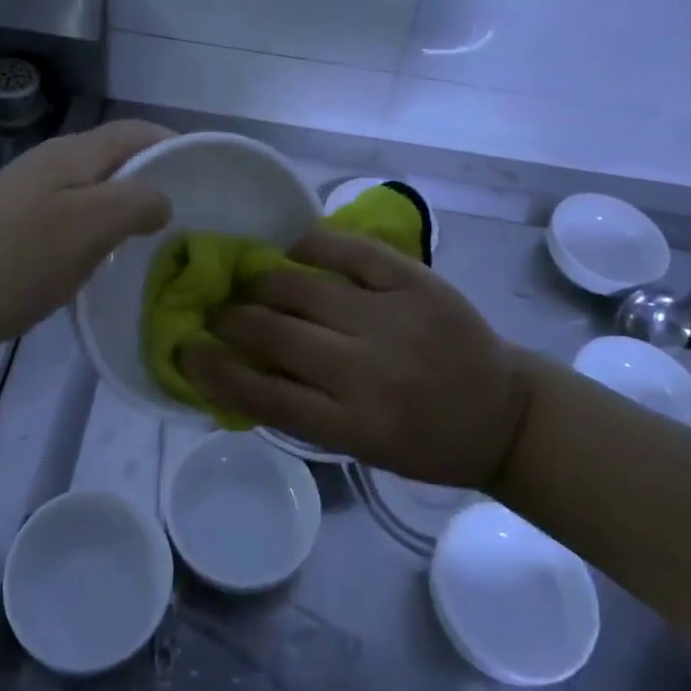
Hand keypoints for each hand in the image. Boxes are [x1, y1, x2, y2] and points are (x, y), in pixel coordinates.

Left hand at [0, 120, 172, 357]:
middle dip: (155, 181)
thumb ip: (136, 202)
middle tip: (189, 218)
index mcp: (71, 154)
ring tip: (156, 243)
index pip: (136, 130)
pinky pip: (71, 221)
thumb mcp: (88, 227)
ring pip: (94, 192)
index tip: (208, 177)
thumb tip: (162, 200)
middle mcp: (50, 165)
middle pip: (116, 159)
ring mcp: (27, 198)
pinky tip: (104, 264)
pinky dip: (99, 235)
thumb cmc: (13, 262)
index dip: (174, 144)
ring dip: (127, 211)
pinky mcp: (13, 231)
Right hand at [180, 228, 532, 488]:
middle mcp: (369, 371)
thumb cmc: (426, 442)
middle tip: (218, 311)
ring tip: (251, 281)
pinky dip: (313, 244)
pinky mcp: (416, 282)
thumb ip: (303, 410)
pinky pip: (351, 250)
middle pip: (277, 334)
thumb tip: (238, 367)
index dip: (215, 371)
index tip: (186, 351)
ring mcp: (394, 319)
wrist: (504, 413)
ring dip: (263, 281)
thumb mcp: (361, 446)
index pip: (264, 395)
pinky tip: (294, 248)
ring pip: (304, 287)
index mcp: (354, 425)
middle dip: (232, 319)